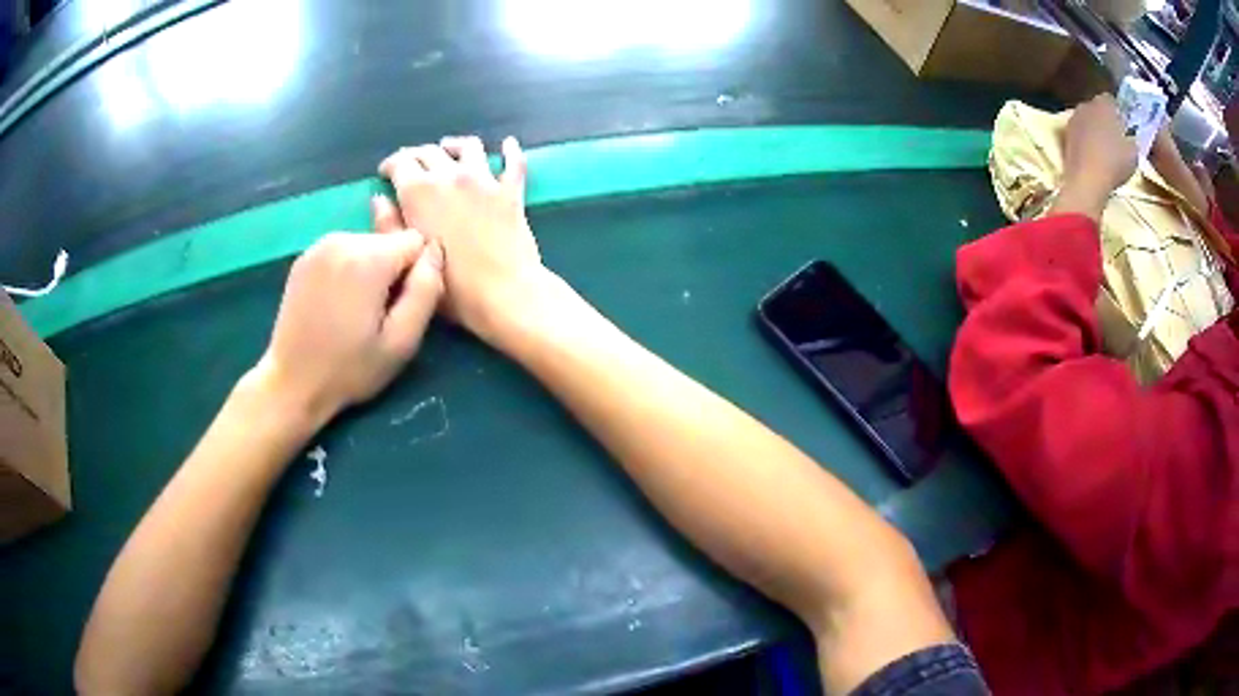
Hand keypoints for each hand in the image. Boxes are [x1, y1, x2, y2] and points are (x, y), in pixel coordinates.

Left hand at [251, 198, 444, 427]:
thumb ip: (426, 291)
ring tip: (355, 311)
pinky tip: (335, 303)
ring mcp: (319, 245)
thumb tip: (435, 252)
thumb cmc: (349, 369)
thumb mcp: (401, 342)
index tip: (400, 307)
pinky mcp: (305, 256)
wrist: (291, 382)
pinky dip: (347, 270)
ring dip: (370, 270)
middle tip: (377, 314)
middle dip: (392, 270)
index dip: (416, 274)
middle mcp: (343, 239)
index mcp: (369, 257)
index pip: (416, 241)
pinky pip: (343, 251)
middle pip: (390, 241)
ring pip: (367, 244)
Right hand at [378, 136, 546, 341]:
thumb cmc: (450, 287)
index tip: (385, 173)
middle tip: (410, 166)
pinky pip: (513, 162)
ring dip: (454, 146)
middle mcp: (450, 175)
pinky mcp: (511, 191)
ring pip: (468, 147)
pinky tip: (508, 144)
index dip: (390, 165)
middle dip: (415, 156)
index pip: (400, 162)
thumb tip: (379, 200)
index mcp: (418, 191)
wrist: (504, 293)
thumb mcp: (408, 259)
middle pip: (429, 152)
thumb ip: (388, 226)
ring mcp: (484, 179)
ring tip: (449, 150)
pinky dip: (509, 150)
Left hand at [1060, 94, 1137, 209]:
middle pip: (1097, 108)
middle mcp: (1086, 105)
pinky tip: (1093, 156)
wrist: (1086, 179)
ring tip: (1105, 149)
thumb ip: (1132, 138)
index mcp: (1103, 104)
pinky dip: (1086, 140)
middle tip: (1116, 138)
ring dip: (1095, 129)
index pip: (1112, 100)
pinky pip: (1080, 133)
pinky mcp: (1065, 134)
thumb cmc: (1114, 163)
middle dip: (1106, 119)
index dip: (1119, 112)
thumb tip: (1131, 136)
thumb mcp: (1134, 152)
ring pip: (1087, 119)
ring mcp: (1073, 118)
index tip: (1125, 126)